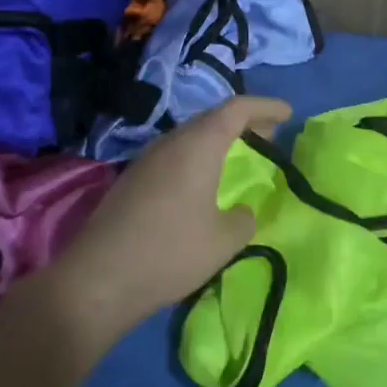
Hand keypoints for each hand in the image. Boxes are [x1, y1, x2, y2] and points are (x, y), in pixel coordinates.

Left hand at [25, 95, 291, 351]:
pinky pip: (174, 155)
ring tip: (240, 155)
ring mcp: (146, 160)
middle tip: (269, 133)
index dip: (265, 107)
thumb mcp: (223, 240)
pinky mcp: (132, 181)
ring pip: (190, 136)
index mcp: (198, 146)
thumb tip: (241, 212)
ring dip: (218, 140)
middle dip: (243, 122)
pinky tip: (203, 182)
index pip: (236, 109)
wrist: (99, 279)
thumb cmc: (170, 252)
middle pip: (211, 118)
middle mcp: (170, 143)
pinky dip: (198, 157)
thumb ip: (243, 220)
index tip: (288, 113)